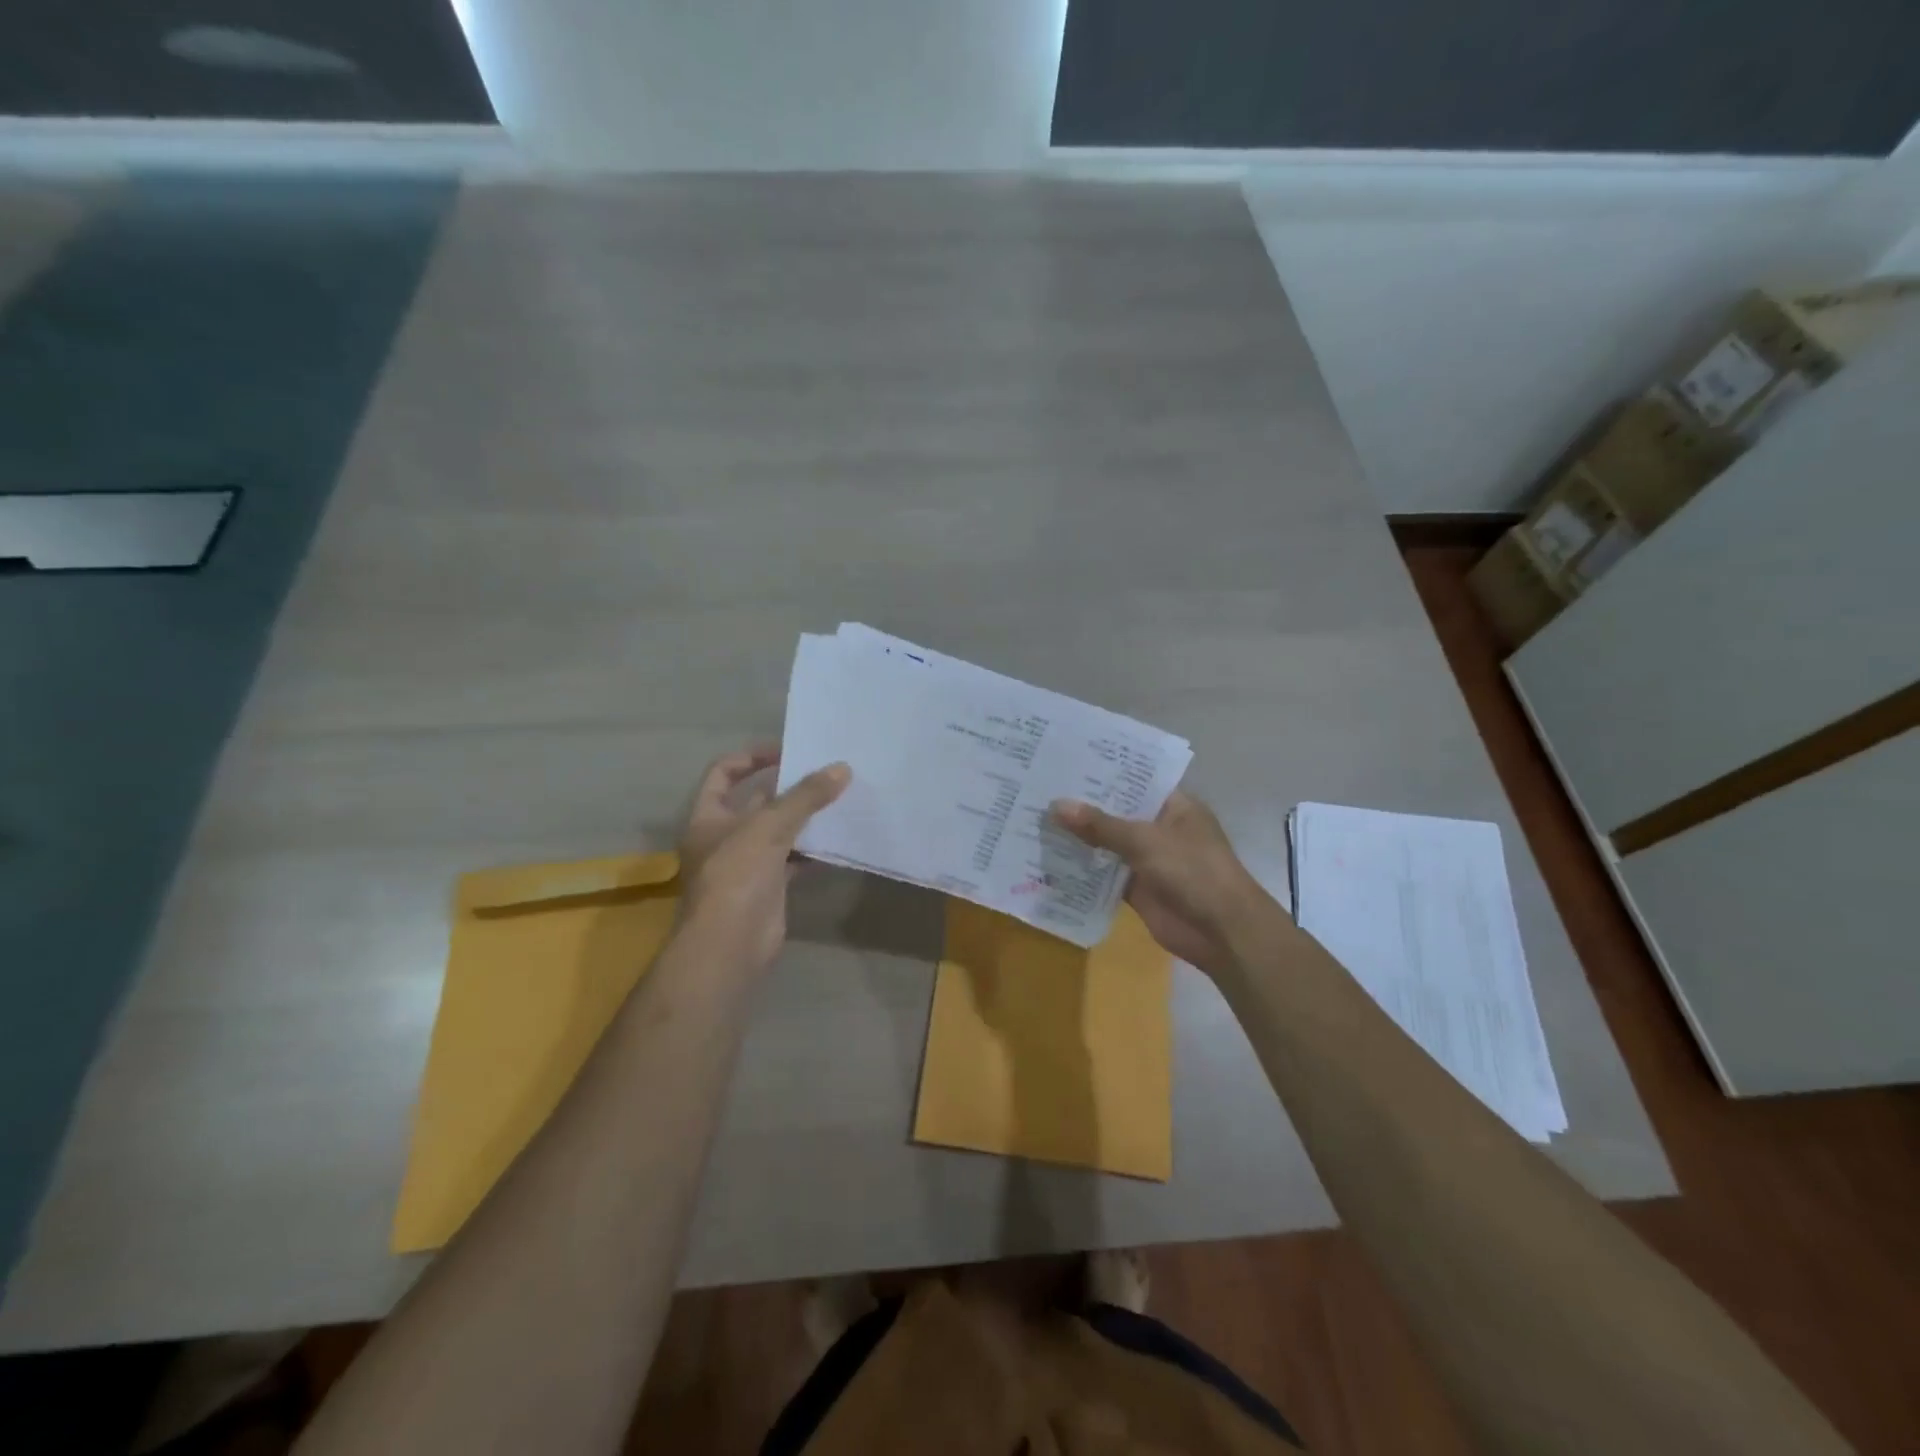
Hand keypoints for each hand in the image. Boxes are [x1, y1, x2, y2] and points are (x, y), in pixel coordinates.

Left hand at [677, 745, 850, 970]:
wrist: (730, 945)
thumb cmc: (736, 875)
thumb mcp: (770, 826)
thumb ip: (806, 796)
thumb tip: (842, 768)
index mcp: (708, 816)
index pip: (724, 772)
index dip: (753, 757)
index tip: (789, 751)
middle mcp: (724, 836)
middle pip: (757, 801)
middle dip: (789, 787)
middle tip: (826, 773)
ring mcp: (746, 863)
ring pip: (779, 830)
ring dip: (805, 818)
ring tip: (839, 799)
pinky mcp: (769, 886)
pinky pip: (794, 859)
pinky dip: (814, 849)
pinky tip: (839, 839)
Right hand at [1051, 791, 1275, 975]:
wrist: (1221, 931)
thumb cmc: (1193, 871)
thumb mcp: (1145, 841)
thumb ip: (1100, 825)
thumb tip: (1056, 806)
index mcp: (1174, 805)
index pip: (1135, 779)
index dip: (1104, 772)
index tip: (1066, 761)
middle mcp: (1161, 827)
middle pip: (1117, 811)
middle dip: (1084, 805)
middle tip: (1040, 787)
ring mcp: (1149, 859)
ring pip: (1108, 843)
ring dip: (1079, 837)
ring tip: (1035, 818)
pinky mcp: (1137, 888)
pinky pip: (1105, 873)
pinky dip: (1083, 868)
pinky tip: (1049, 857)